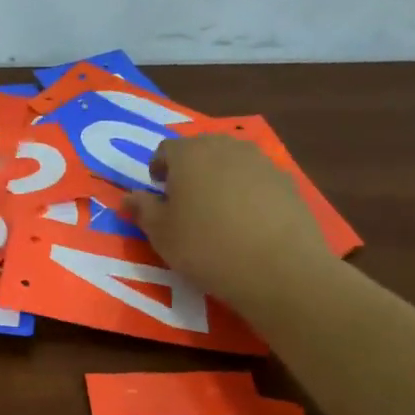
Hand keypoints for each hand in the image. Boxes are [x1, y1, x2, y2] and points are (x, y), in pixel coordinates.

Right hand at [124, 134, 334, 317]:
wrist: (279, 268)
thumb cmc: (206, 247)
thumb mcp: (161, 234)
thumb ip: (142, 209)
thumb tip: (127, 197)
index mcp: (189, 154)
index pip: (165, 150)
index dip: (158, 170)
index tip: (158, 194)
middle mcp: (225, 147)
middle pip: (200, 149)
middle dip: (189, 170)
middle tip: (185, 202)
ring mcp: (261, 161)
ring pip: (230, 162)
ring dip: (219, 178)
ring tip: (217, 212)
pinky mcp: (287, 181)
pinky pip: (257, 179)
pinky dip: (247, 192)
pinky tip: (248, 222)